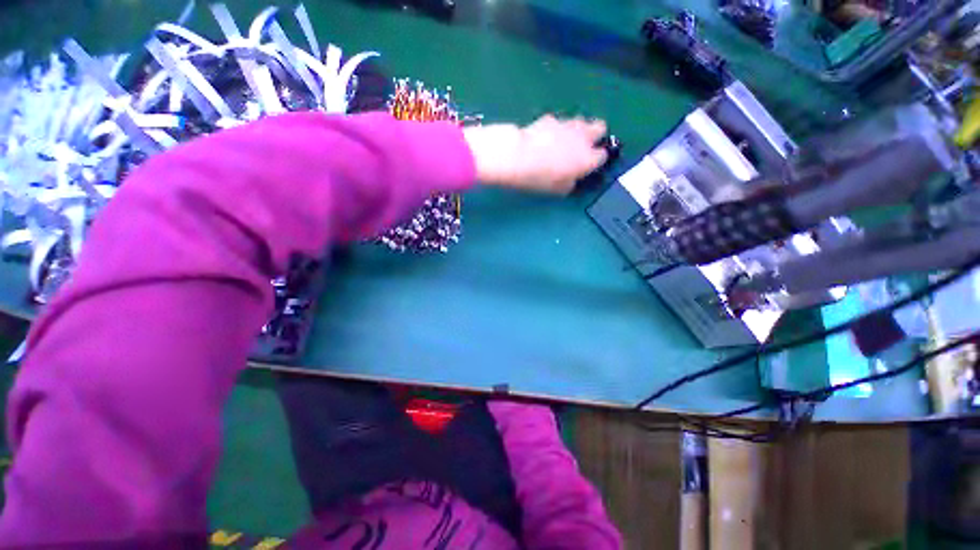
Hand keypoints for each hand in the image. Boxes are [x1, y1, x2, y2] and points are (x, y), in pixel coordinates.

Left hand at [463, 115, 608, 193]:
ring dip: (577, 129)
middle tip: (584, 145)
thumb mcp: (557, 190)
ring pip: (581, 121)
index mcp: (587, 159)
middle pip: (600, 127)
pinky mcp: (550, 118)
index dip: (596, 160)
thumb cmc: (539, 178)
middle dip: (595, 135)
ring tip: (564, 140)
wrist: (517, 157)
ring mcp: (567, 125)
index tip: (588, 165)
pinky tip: (545, 137)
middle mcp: (582, 138)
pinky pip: (559, 122)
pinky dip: (556, 128)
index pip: (602, 156)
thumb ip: (569, 183)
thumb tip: (571, 179)